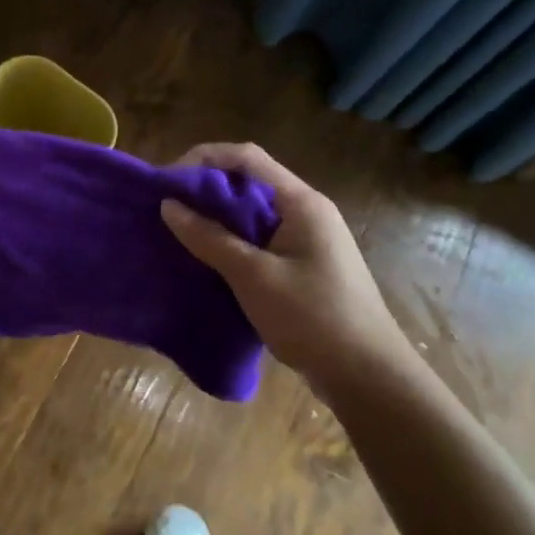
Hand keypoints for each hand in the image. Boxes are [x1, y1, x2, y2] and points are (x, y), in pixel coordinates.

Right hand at [160, 143, 413, 393]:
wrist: (368, 377)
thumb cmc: (313, 319)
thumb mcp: (254, 277)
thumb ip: (210, 238)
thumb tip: (168, 205)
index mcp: (300, 202)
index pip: (245, 158)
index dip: (203, 160)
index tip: (166, 182)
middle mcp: (305, 211)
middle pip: (248, 182)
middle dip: (205, 189)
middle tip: (165, 209)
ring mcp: (306, 239)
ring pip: (252, 213)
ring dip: (215, 217)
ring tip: (178, 232)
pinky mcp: (302, 265)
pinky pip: (259, 239)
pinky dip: (230, 241)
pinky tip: (206, 259)